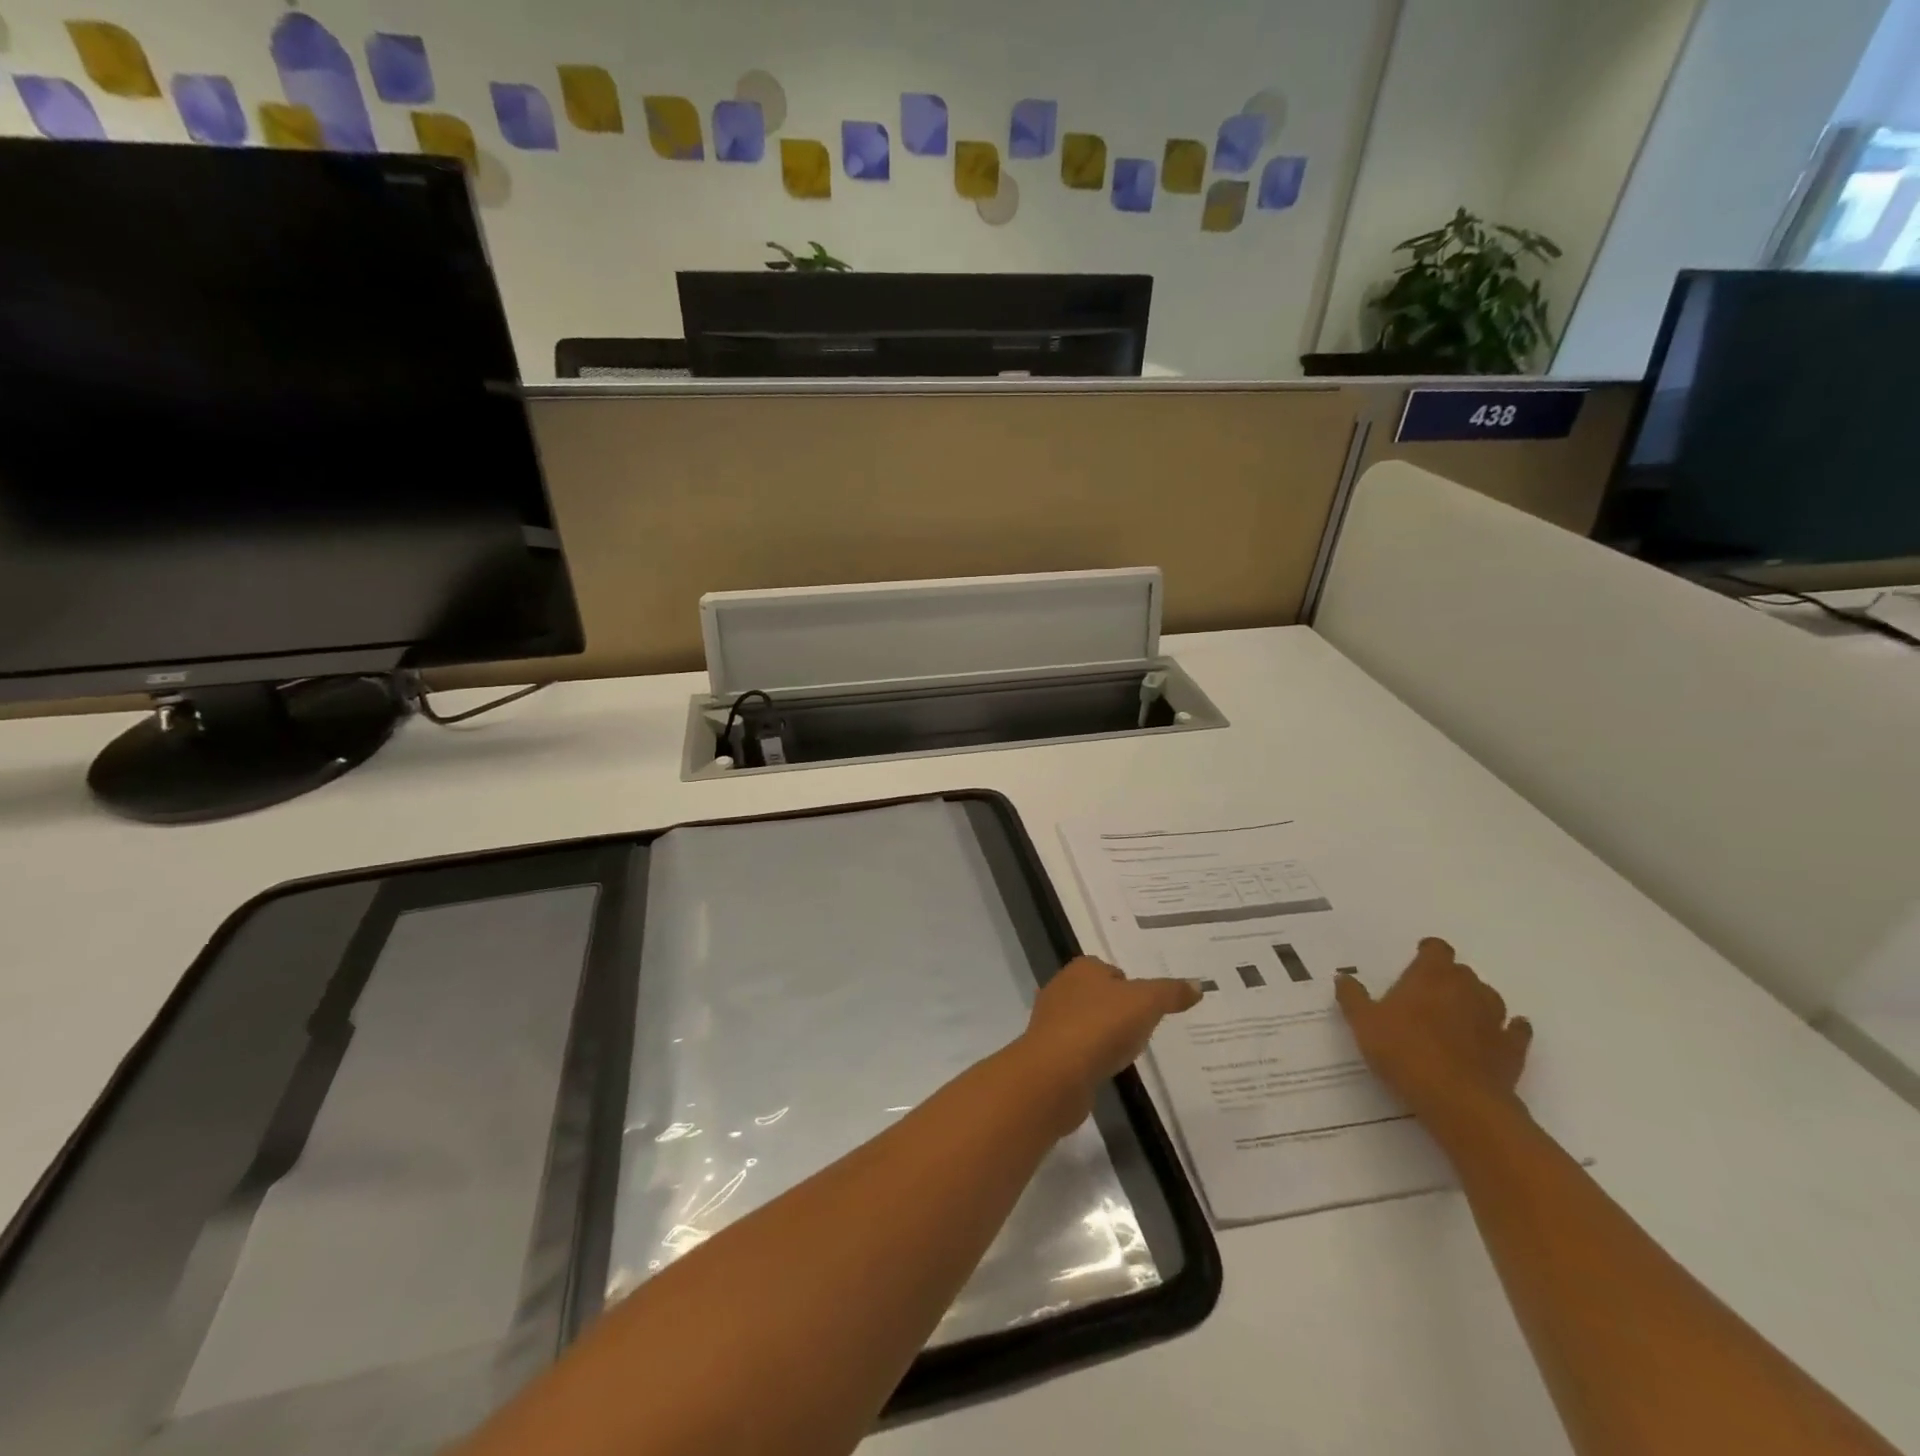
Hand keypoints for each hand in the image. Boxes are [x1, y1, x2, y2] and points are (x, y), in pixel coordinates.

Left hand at [1017, 956, 1200, 1134]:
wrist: (1056, 1074)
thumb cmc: (1101, 1027)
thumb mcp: (1146, 1003)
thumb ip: (1170, 992)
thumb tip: (1198, 985)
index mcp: (1082, 968)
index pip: (1111, 969)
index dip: (1132, 986)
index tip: (1151, 1006)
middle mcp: (1062, 988)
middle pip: (1098, 995)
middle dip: (1118, 1009)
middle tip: (1145, 1028)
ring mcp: (1051, 1022)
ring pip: (1086, 1022)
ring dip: (1104, 1034)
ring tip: (1129, 1051)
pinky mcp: (1049, 1053)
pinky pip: (1078, 1049)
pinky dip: (1092, 1056)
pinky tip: (1107, 1069)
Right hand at [1335, 938, 1532, 1142]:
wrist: (1459, 1102)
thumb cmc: (1405, 1052)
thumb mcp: (1363, 1023)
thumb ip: (1352, 997)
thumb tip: (1343, 977)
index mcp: (1431, 976)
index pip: (1437, 949)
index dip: (1428, 952)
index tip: (1417, 961)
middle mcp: (1467, 989)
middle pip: (1462, 972)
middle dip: (1448, 978)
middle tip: (1427, 995)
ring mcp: (1495, 1018)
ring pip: (1489, 997)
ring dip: (1476, 1001)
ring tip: (1457, 1016)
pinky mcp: (1513, 1049)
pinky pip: (1516, 1030)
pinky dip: (1509, 1029)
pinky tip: (1498, 1035)